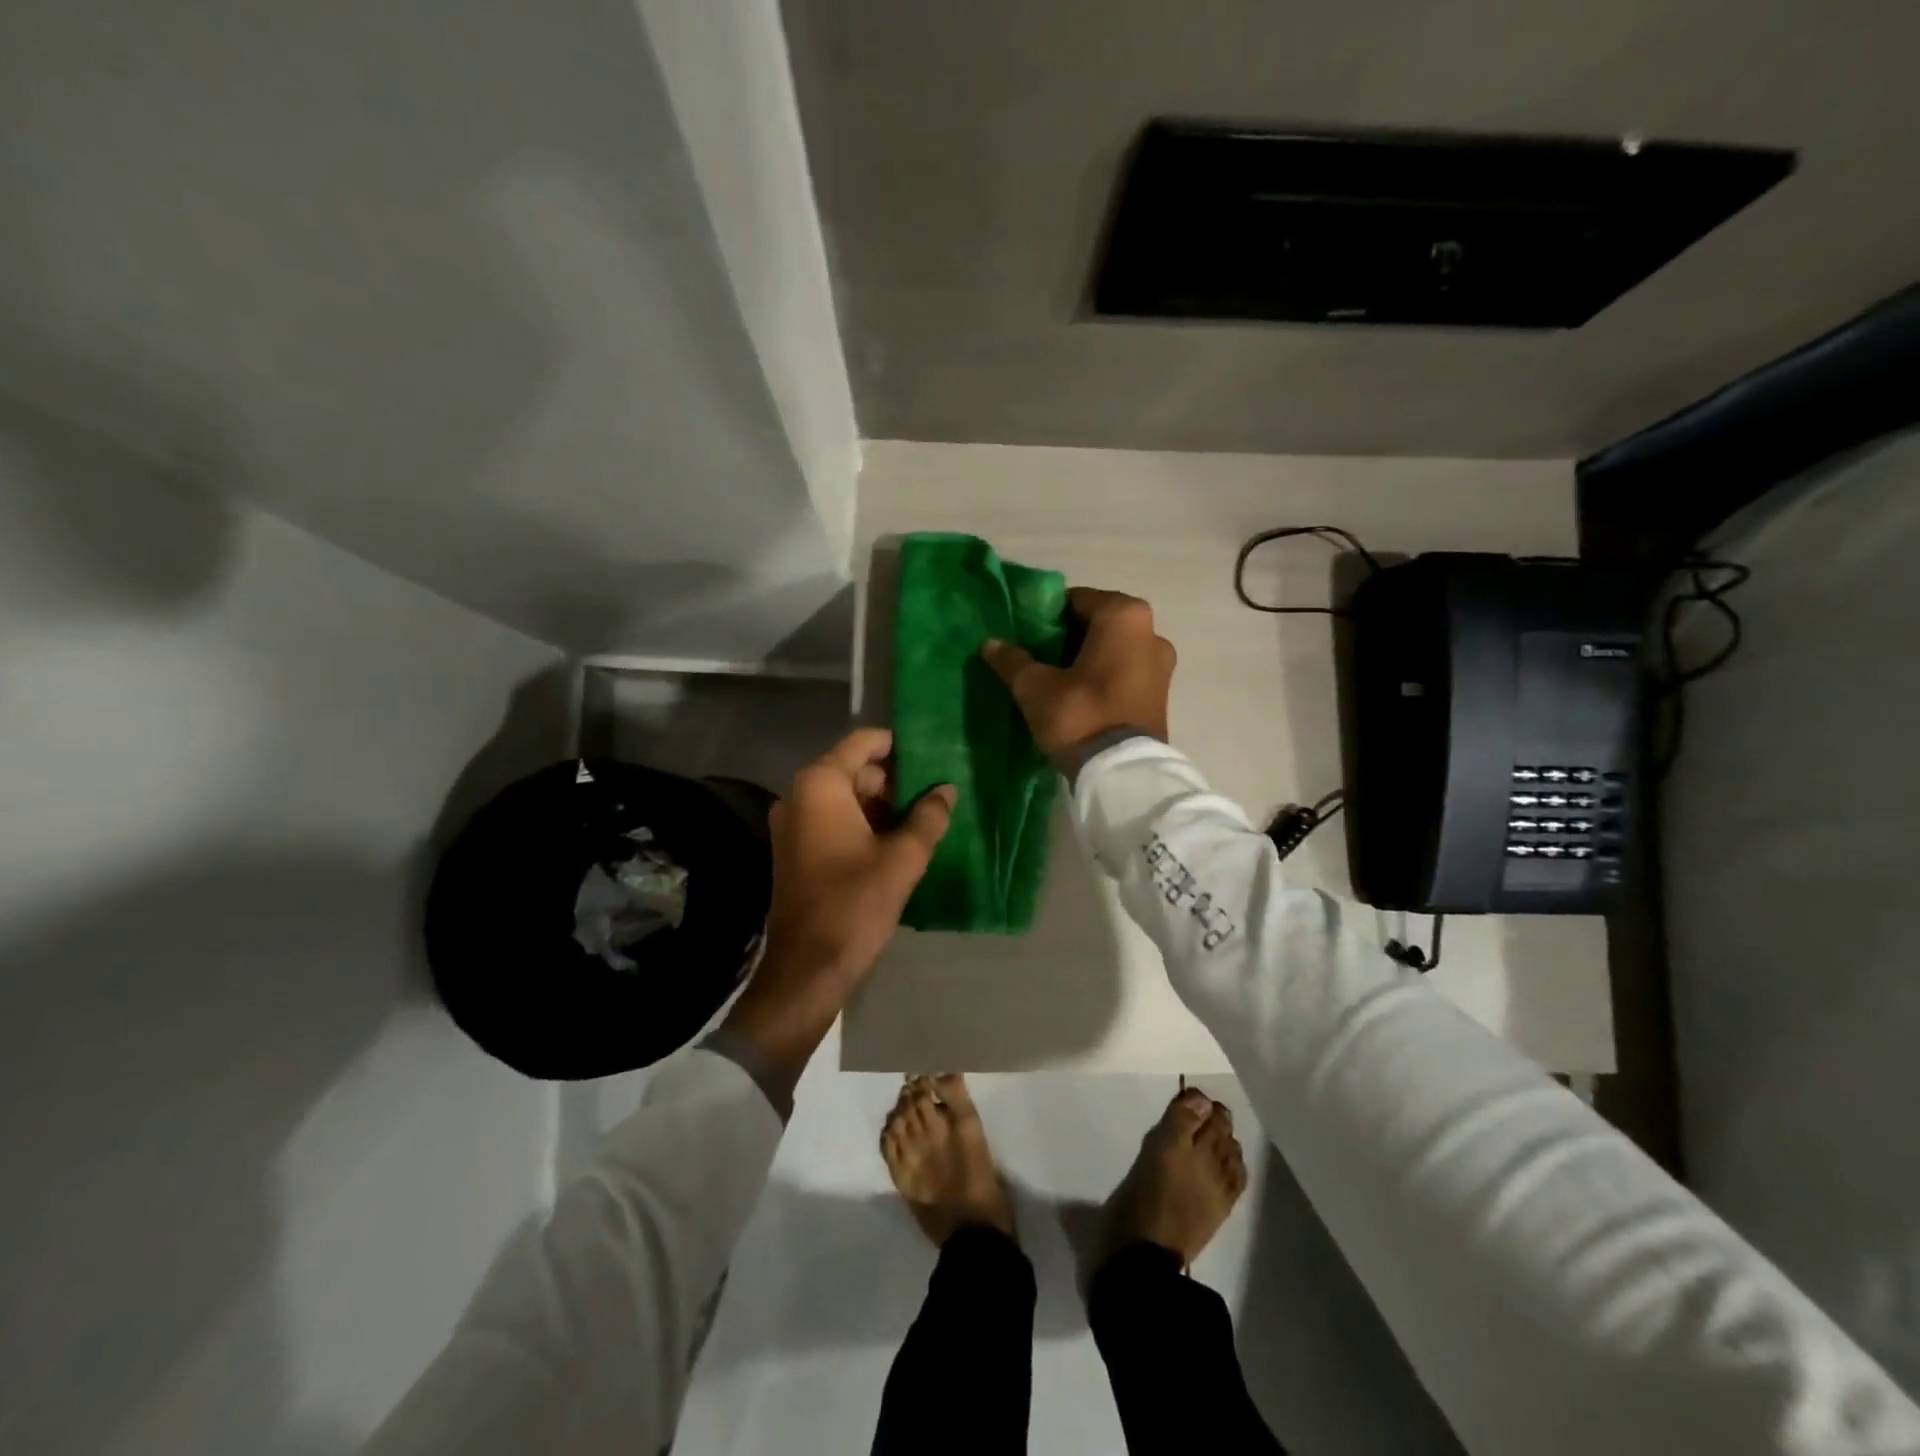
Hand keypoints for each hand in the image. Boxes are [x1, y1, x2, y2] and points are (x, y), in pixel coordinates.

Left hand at [721, 728, 955, 1080]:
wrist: (806, 970)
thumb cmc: (854, 905)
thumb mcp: (903, 859)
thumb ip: (929, 817)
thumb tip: (947, 790)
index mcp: (820, 786)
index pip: (863, 743)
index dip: (899, 745)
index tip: (934, 755)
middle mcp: (800, 796)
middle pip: (854, 770)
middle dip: (896, 780)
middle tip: (937, 792)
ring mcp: (795, 824)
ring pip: (847, 798)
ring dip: (884, 805)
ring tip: (927, 816)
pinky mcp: (797, 850)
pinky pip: (835, 821)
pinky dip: (865, 824)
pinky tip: (901, 840)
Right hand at [982, 587, 1175, 765]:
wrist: (1122, 774)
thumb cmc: (1080, 715)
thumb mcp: (1035, 687)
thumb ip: (1013, 660)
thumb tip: (990, 643)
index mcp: (1123, 615)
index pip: (1075, 600)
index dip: (1046, 616)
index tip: (1026, 635)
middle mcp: (1151, 631)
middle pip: (1098, 623)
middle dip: (1068, 636)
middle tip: (1038, 657)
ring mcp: (1162, 664)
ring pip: (1114, 649)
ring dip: (1088, 658)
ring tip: (1056, 679)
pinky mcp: (1162, 693)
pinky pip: (1126, 671)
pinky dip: (1105, 676)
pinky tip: (1080, 696)